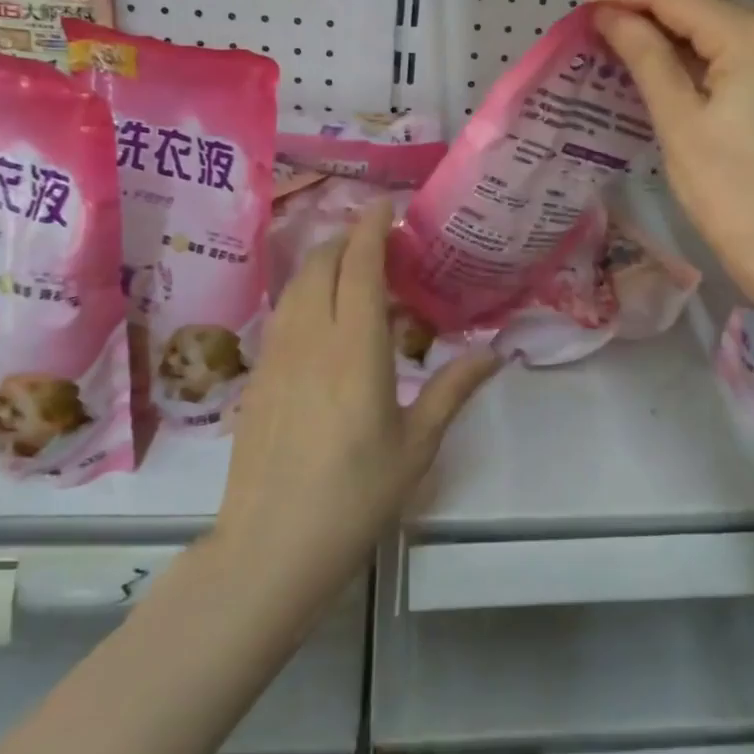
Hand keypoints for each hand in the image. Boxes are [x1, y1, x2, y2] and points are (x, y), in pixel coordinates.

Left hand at [213, 202, 497, 608]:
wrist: (270, 548)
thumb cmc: (355, 498)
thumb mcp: (416, 446)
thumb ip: (453, 390)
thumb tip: (494, 354)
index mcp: (355, 349)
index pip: (360, 267)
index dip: (372, 229)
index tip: (385, 206)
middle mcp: (311, 338)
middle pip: (322, 264)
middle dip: (348, 239)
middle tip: (378, 242)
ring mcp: (277, 354)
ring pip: (296, 285)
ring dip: (323, 263)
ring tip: (351, 269)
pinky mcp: (259, 375)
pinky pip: (283, 313)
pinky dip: (305, 293)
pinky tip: (322, 316)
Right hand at [593, 0, 753, 314]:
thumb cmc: (731, 192)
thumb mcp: (679, 121)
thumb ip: (645, 56)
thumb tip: (608, 14)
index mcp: (753, 37)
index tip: (581, 8)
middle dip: (647, 0)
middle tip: (597, 22)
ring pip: (720, 18)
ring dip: (670, 20)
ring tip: (622, 38)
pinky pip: (735, 45)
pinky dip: (696, 44)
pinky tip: (664, 60)